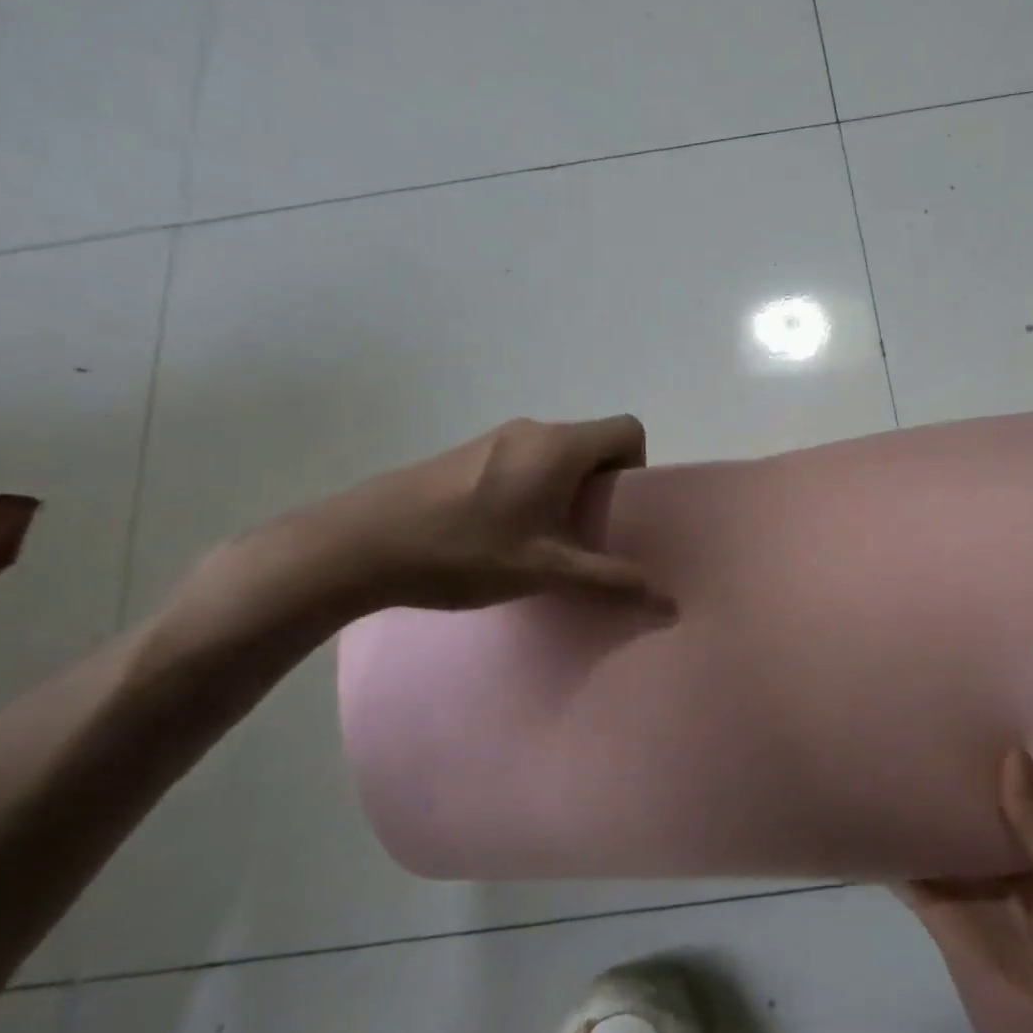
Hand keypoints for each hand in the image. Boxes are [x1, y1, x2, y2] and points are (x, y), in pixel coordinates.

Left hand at [272, 415, 667, 613]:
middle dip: (603, 488)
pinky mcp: (467, 455)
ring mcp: (495, 439)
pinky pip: (524, 463)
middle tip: (590, 537)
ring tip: (547, 543)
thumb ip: (610, 581)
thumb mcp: (546, 570)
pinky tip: (505, 536)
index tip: (620, 511)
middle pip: (593, 444)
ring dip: (566, 492)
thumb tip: (669, 602)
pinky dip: (534, 491)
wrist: (363, 543)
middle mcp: (532, 431)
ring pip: (557, 456)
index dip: (638, 467)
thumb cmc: (466, 549)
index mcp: (560, 446)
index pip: (628, 430)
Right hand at [900, 748, 1032, 1032]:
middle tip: (922, 729)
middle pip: (972, 818)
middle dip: (954, 784)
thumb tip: (1013, 754)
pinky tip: (870, 817)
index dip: (998, 768)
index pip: (1017, 801)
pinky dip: (893, 854)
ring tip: (891, 759)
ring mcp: (969, 892)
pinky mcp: (940, 916)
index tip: (974, 720)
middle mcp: (1003, 868)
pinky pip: (913, 877)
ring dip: (921, 813)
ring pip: (940, 842)